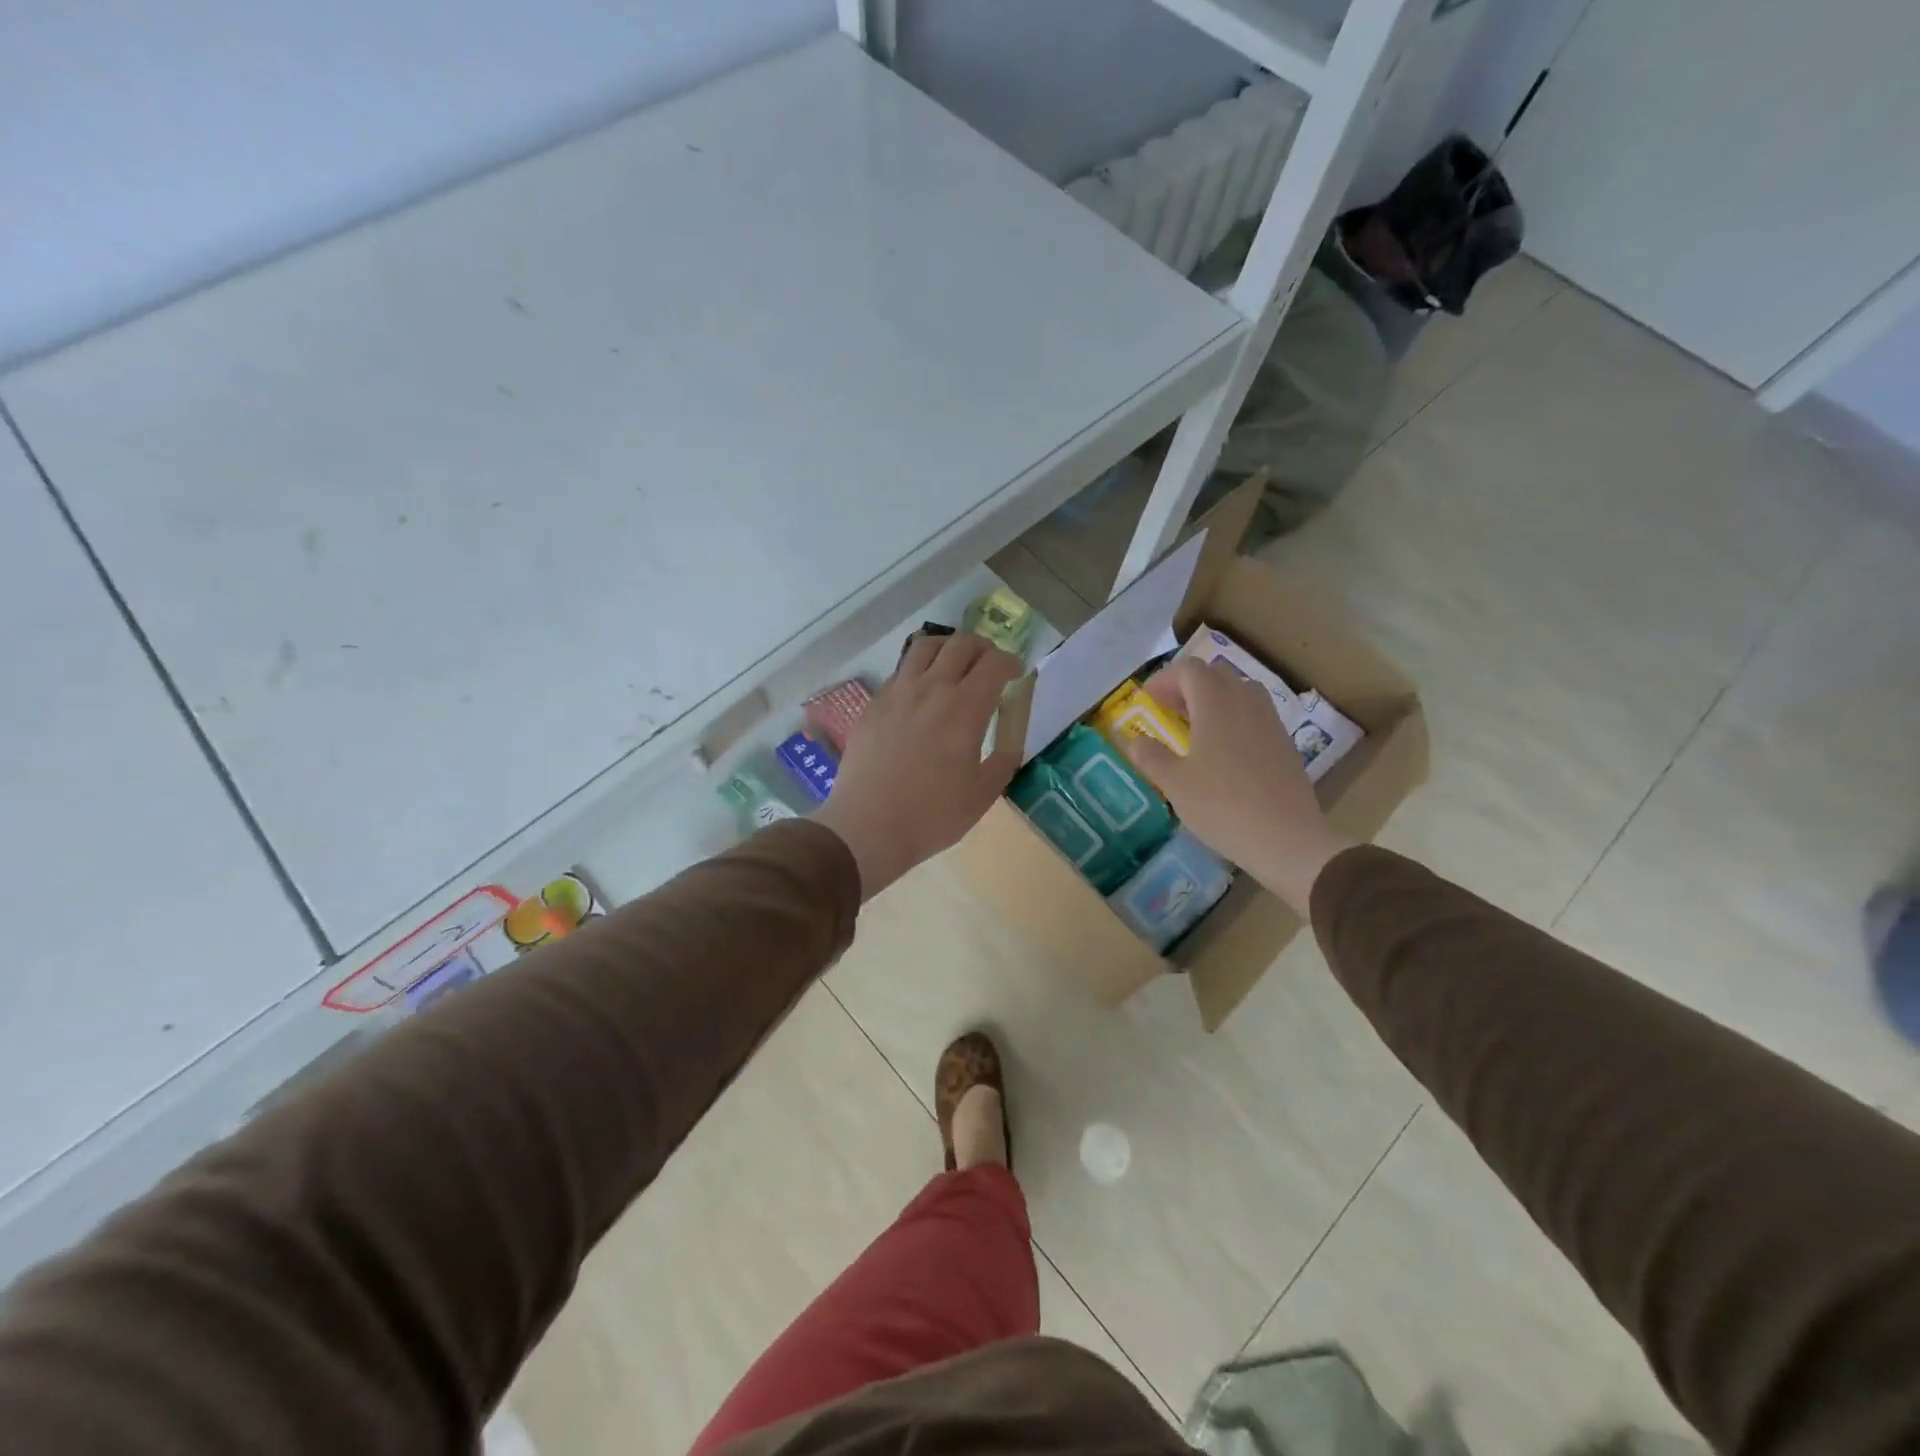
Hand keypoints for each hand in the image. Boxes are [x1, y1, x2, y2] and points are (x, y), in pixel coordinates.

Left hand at [813, 633, 1023, 899]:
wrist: (868, 826)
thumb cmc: (932, 815)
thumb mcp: (983, 794)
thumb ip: (1004, 759)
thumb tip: (1010, 739)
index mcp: (965, 708)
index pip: (994, 663)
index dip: (1011, 662)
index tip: (1016, 673)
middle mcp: (932, 688)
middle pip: (961, 644)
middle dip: (983, 647)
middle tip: (989, 665)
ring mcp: (898, 692)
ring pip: (925, 646)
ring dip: (948, 647)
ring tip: (954, 664)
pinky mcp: (874, 704)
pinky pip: (901, 670)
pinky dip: (919, 669)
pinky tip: (921, 692)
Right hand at [1123, 656, 1354, 913]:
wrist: (1286, 839)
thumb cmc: (1222, 806)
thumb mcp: (1175, 784)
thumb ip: (1150, 756)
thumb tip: (1133, 739)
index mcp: (1216, 705)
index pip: (1190, 670)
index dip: (1165, 679)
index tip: (1148, 700)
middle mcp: (1246, 703)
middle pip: (1216, 674)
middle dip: (1188, 685)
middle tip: (1169, 709)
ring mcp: (1270, 722)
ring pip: (1240, 691)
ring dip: (1214, 699)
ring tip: (1196, 726)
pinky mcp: (1284, 744)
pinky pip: (1255, 714)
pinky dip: (1234, 717)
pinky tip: (1224, 750)